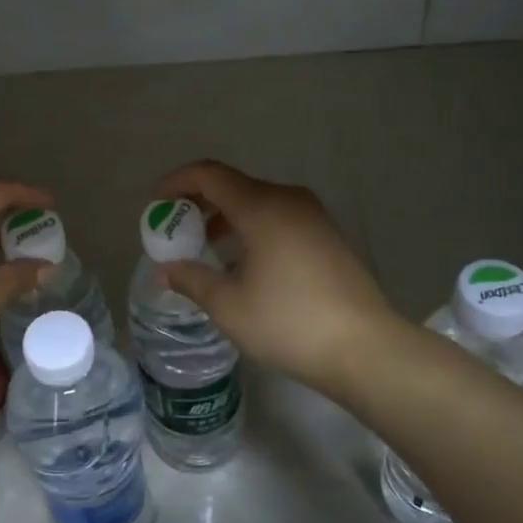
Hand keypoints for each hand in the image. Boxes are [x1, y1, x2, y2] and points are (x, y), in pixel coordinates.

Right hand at [156, 160, 399, 395]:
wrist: (365, 348)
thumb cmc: (289, 322)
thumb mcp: (228, 305)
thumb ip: (192, 279)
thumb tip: (165, 270)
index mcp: (261, 207)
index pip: (209, 174)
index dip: (177, 182)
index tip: (156, 203)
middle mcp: (288, 200)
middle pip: (233, 185)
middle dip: (199, 202)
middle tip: (175, 228)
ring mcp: (313, 216)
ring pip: (258, 202)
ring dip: (225, 217)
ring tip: (204, 247)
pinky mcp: (327, 235)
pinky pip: (278, 217)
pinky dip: (251, 227)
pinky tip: (243, 261)